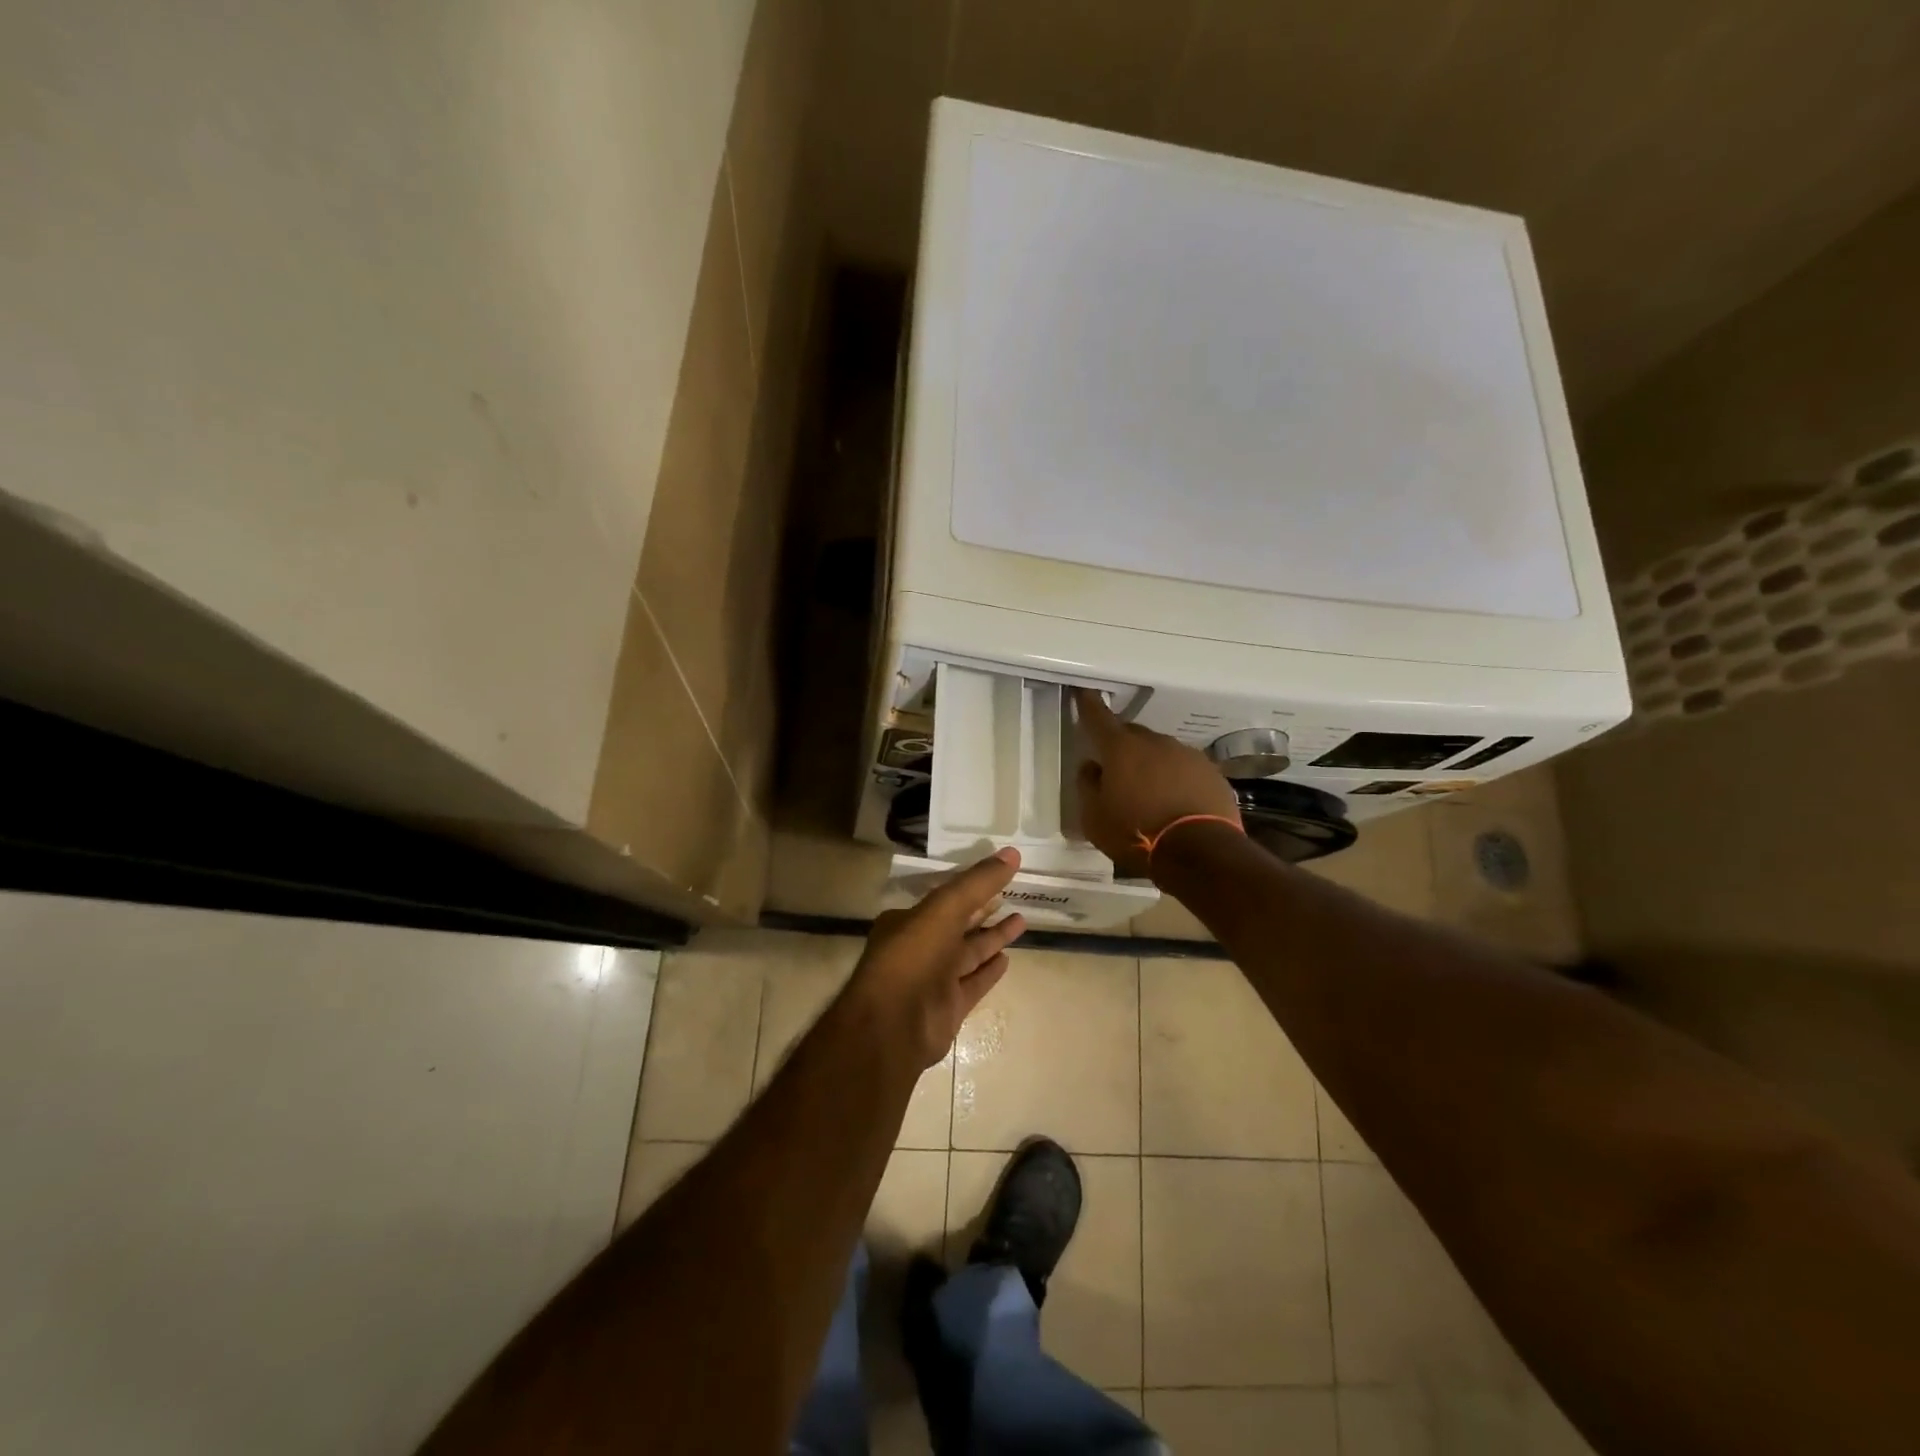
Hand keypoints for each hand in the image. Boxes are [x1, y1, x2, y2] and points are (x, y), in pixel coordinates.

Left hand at [846, 849, 1027, 1068]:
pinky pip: (974, 983)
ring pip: (969, 953)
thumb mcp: (945, 908)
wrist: (895, 1025)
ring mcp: (935, 979)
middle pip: (959, 924)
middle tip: (1015, 894)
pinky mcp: (949, 1006)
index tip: (998, 875)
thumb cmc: (914, 956)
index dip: (971, 886)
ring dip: (993, 937)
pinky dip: (990, 971)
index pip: (945, 899)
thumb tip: (1012, 853)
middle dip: (984, 910)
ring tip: (1021, 920)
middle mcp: (920, 948)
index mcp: (909, 921)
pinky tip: (1008, 958)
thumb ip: (978, 882)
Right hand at [1074, 689, 1241, 876]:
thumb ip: (1088, 787)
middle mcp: (1155, 743)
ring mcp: (1187, 755)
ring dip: (1151, 763)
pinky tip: (1174, 801)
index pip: (1099, 718)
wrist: (1200, 852)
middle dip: (1121, 745)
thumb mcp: (1095, 818)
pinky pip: (1185, 768)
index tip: (1084, 693)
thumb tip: (1090, 767)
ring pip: (1161, 751)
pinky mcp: (1211, 773)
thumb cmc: (1136, 834)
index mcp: (1121, 749)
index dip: (1089, 705)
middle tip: (1115, 767)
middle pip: (1132, 734)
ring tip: (1148, 791)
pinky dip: (1176, 778)